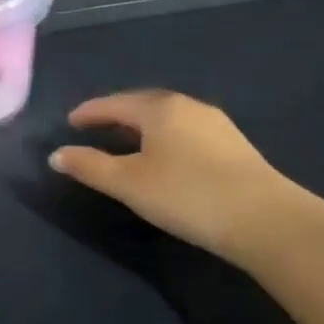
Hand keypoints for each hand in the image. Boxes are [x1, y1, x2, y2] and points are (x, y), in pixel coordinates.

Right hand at [49, 90, 317, 267]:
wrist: (267, 221)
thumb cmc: (187, 195)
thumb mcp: (129, 183)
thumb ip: (90, 167)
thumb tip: (57, 155)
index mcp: (159, 107)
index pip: (114, 103)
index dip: (90, 112)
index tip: (71, 121)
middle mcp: (188, 106)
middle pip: (143, 105)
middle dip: (117, 115)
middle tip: (96, 128)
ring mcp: (216, 124)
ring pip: (168, 118)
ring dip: (144, 127)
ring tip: (128, 143)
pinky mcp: (235, 146)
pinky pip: (187, 132)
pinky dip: (166, 138)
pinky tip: (167, 158)